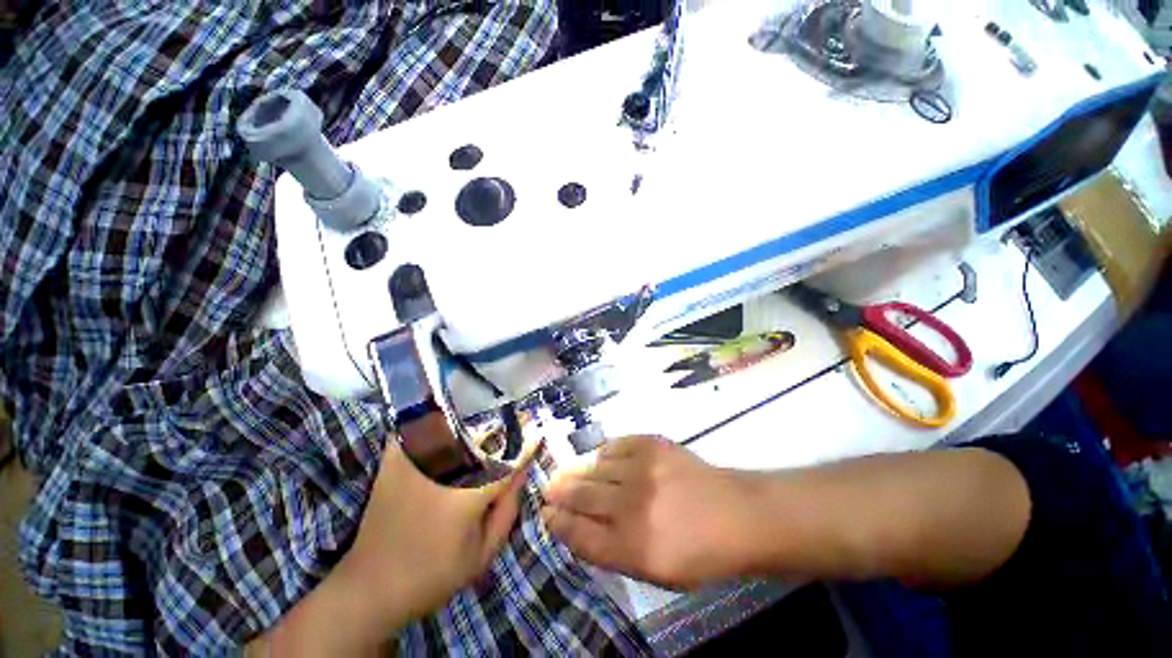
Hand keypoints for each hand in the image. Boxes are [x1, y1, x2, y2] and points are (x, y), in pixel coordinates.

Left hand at [254, 440, 537, 655]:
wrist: (371, 586)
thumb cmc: (434, 574)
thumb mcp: (483, 553)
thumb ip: (508, 508)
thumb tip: (522, 470)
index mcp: (468, 494)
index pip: (508, 460)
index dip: (527, 443)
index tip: (540, 431)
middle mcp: (444, 468)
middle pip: (485, 437)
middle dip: (507, 427)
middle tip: (521, 420)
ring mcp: (416, 460)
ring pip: (458, 427)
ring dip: (480, 421)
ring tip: (493, 420)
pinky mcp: (395, 459)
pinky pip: (420, 427)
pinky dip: (437, 418)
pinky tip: (448, 416)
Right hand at [541, 436, 762, 589]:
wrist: (734, 514)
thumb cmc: (695, 552)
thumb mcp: (652, 571)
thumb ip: (609, 550)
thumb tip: (575, 526)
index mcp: (631, 547)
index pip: (578, 533)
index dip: (557, 522)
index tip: (545, 513)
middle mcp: (631, 505)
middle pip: (580, 495)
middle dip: (559, 491)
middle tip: (549, 487)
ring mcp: (641, 469)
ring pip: (593, 467)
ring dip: (577, 471)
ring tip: (568, 472)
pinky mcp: (651, 444)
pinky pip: (614, 446)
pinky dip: (603, 454)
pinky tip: (601, 459)